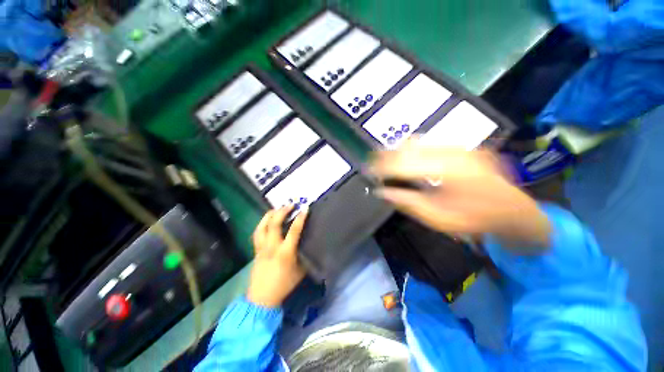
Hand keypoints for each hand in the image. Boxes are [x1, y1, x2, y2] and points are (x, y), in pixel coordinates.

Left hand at [247, 205, 307, 307]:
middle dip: (282, 211)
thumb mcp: (301, 271)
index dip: (300, 218)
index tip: (305, 208)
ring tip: (276, 209)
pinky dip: (262, 224)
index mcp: (285, 253)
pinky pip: (257, 233)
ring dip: (269, 215)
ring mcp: (262, 248)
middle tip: (289, 204)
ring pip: (262, 227)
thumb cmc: (284, 285)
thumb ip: (304, 255)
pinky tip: (267, 221)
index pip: (294, 231)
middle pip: (274, 224)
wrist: (262, 298)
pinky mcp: (256, 250)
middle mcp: (272, 247)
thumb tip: (309, 244)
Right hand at [369, 143, 550, 249]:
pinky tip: (406, 159)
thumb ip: (405, 201)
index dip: (381, 167)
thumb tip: (381, 192)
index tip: (368, 171)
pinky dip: (412, 151)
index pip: (402, 164)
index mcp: (444, 172)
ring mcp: (458, 148)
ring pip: (417, 142)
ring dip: (397, 151)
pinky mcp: (461, 148)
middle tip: (372, 163)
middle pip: (407, 147)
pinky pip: (429, 144)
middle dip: (386, 155)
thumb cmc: (473, 219)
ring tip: (385, 160)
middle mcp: (450, 153)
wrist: (512, 211)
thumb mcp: (435, 217)